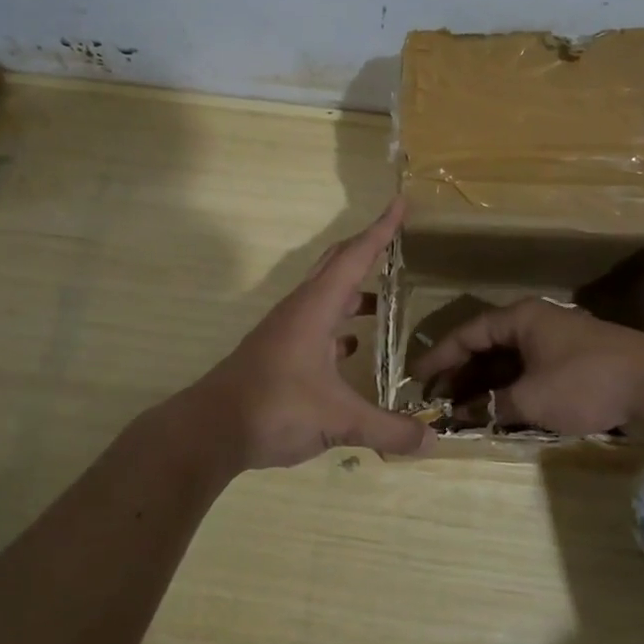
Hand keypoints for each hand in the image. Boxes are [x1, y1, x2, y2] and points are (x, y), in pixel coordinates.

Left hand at [182, 200, 429, 470]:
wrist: (211, 429)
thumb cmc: (274, 408)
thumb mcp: (338, 420)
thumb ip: (387, 429)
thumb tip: (433, 441)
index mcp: (315, 308)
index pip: (355, 257)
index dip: (381, 229)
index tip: (400, 202)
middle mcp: (300, 310)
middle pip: (336, 266)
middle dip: (366, 249)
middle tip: (396, 241)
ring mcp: (286, 331)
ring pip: (325, 297)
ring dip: (353, 292)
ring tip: (384, 303)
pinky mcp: (279, 353)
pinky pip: (316, 326)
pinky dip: (339, 327)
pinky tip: (353, 348)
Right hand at [410, 297, 643, 436]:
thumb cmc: (587, 382)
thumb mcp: (532, 398)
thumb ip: (492, 405)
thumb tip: (463, 413)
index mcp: (521, 318)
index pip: (467, 334)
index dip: (439, 357)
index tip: (416, 379)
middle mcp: (536, 323)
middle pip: (486, 346)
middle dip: (459, 373)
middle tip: (435, 399)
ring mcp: (557, 342)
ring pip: (509, 361)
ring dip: (484, 384)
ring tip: (460, 408)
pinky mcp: (575, 362)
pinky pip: (530, 372)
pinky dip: (510, 389)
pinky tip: (499, 410)